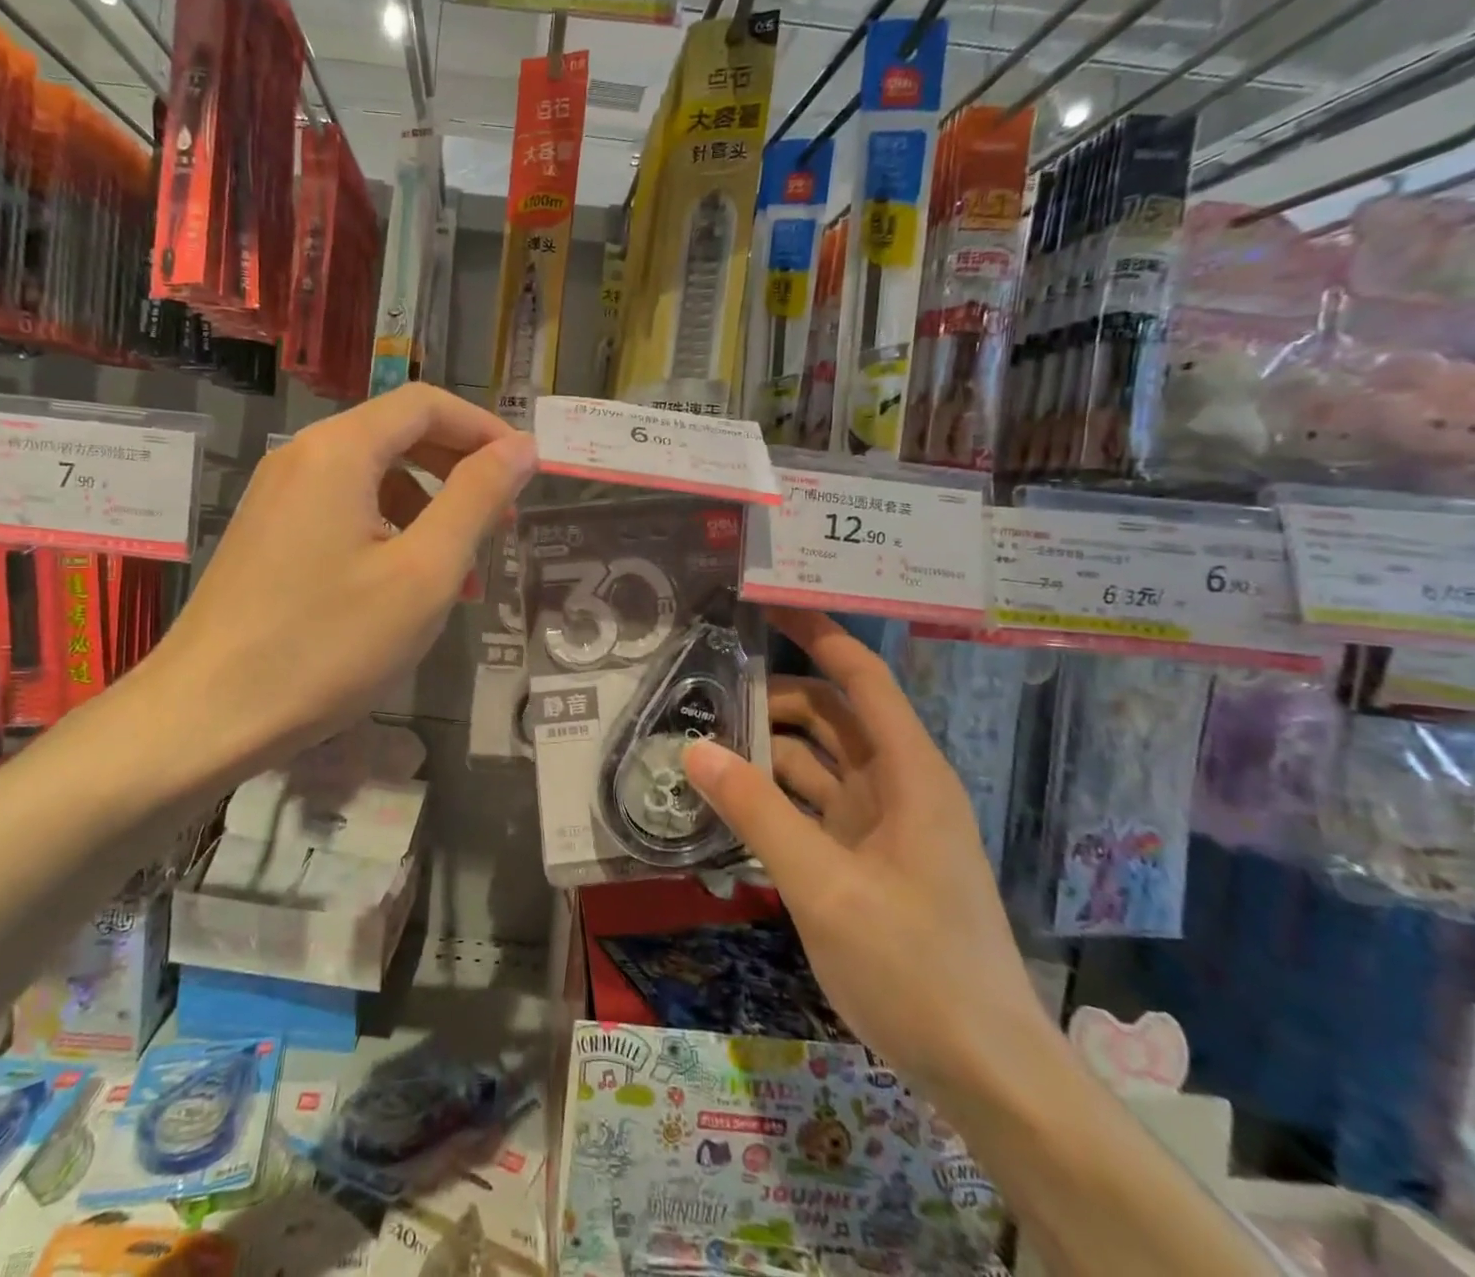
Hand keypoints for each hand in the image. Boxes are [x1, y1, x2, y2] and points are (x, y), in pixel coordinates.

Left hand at [137, 385, 536, 781]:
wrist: (206, 715)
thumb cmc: (327, 645)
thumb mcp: (422, 573)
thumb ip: (476, 500)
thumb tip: (521, 447)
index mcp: (339, 450)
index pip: (426, 405)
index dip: (485, 429)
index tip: (527, 472)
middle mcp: (302, 457)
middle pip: (398, 436)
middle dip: (459, 472)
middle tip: (502, 524)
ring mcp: (278, 497)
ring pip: (373, 480)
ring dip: (428, 511)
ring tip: (460, 574)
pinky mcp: (268, 536)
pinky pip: (343, 512)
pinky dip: (389, 533)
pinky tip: (405, 589)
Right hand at [685, 609, 1056, 1096]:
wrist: (986, 1074)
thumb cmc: (915, 967)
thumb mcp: (823, 885)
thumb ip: (756, 812)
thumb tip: (693, 749)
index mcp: (909, 775)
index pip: (861, 678)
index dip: (819, 635)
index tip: (767, 605)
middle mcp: (897, 787)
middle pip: (830, 716)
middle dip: (772, 698)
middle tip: (703, 690)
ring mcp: (881, 827)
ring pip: (816, 763)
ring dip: (766, 750)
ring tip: (702, 742)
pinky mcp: (865, 861)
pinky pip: (812, 807)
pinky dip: (773, 796)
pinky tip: (728, 800)